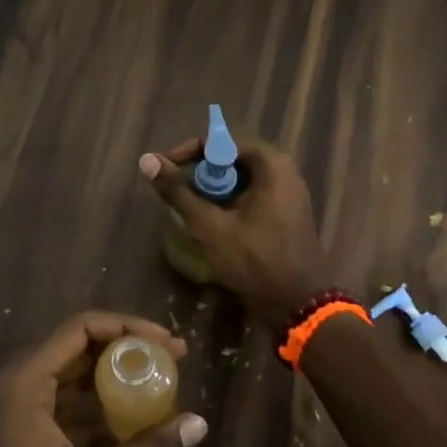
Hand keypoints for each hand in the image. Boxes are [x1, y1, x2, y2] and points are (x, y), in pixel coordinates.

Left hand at [0, 312, 208, 446]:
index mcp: (25, 381)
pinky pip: (63, 405)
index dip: (128, 327)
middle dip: (125, 350)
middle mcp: (16, 384)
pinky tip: (131, 422)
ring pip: (70, 377)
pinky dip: (96, 408)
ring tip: (159, 385)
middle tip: (172, 359)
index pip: (81, 328)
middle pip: (76, 347)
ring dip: (112, 379)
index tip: (167, 342)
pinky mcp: (19, 436)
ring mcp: (15, 411)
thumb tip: (199, 423)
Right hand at [139, 136, 333, 326]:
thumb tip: (146, 160)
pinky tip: (213, 223)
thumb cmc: (255, 260)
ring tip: (190, 209)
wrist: (300, 304)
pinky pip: (252, 195)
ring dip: (213, 191)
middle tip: (177, 194)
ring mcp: (288, 192)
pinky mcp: (286, 212)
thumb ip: (178, 191)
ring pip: (239, 179)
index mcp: (270, 163)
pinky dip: (229, 203)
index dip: (187, 153)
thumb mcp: (210, 226)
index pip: (219, 142)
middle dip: (200, 174)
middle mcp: (283, 169)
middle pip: (230, 159)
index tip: (165, 172)